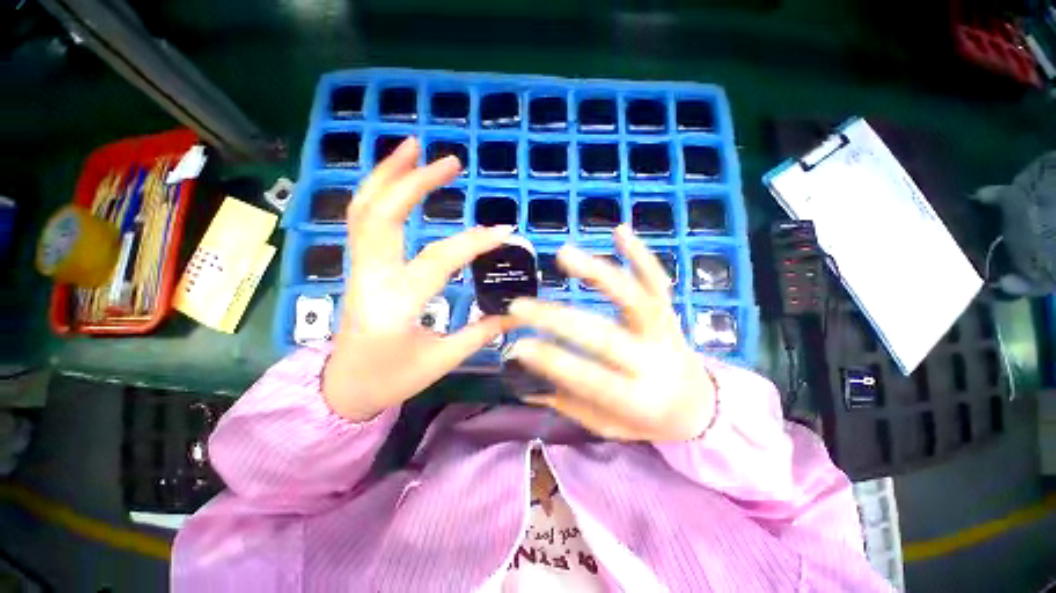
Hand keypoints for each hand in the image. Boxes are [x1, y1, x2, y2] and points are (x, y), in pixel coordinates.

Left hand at [322, 138, 514, 420]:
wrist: (344, 387)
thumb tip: (517, 313)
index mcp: (396, 304)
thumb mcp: (442, 360)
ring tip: (414, 147)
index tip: (505, 230)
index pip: (439, 260)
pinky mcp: (360, 266)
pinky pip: (362, 219)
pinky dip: (377, 190)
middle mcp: (372, 277)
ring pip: (364, 209)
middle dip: (415, 181)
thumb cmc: (392, 378)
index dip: (474, 242)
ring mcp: (360, 268)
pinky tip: (397, 178)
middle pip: (383, 215)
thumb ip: (481, 333)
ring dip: (387, 174)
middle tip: (450, 161)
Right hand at [506, 225, 716, 440]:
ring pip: (633, 296)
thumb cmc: (649, 420)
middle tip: (519, 306)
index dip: (552, 362)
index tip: (517, 347)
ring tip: (563, 254)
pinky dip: (639, 253)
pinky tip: (618, 230)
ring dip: (597, 273)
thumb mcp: (609, 426)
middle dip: (556, 319)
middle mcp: (654, 359)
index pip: (590, 378)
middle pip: (603, 335)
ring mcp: (664, 328)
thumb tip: (524, 383)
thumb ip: (569, 404)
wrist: (699, 404)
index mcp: (639, 398)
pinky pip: (656, 278)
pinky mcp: (669, 309)